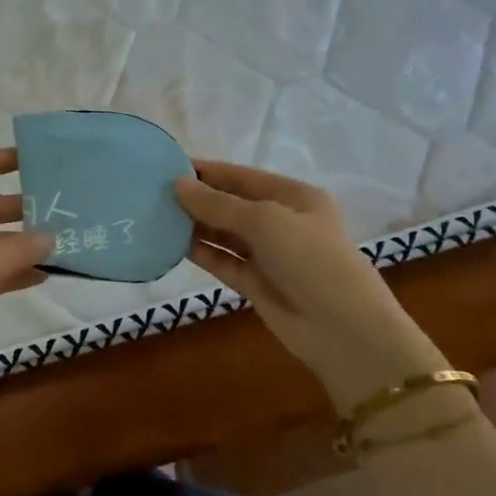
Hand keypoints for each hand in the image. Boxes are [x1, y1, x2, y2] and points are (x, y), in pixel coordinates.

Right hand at [175, 161, 448, 408]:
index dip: (206, 171)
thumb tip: (176, 185)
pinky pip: (224, 262)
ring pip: (225, 234)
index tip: (166, 164)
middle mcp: (282, 222)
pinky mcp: (257, 284)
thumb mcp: (266, 221)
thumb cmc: (312, 260)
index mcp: (294, 197)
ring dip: (195, 225)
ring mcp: (269, 255)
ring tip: (155, 216)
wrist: (344, 330)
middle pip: (232, 204)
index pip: (242, 177)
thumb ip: (218, 204)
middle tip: (152, 192)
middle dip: (197, 198)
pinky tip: (173, 245)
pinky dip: (202, 253)